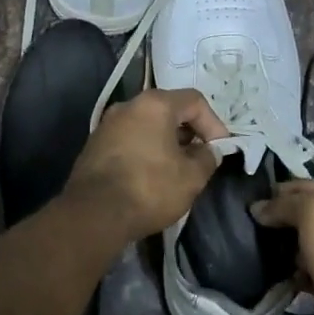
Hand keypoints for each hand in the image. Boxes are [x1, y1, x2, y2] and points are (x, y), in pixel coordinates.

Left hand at [63, 88, 227, 246]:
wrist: (94, 214)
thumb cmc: (149, 188)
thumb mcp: (192, 177)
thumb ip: (207, 158)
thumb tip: (208, 151)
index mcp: (154, 104)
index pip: (194, 101)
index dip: (213, 123)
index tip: (219, 149)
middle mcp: (128, 106)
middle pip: (168, 109)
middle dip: (189, 132)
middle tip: (200, 158)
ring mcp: (106, 125)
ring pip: (146, 125)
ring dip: (166, 142)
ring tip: (176, 169)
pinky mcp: (94, 145)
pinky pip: (129, 140)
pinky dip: (145, 150)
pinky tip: (150, 175)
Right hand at [250, 180, 313, 314]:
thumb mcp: (313, 211)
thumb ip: (283, 204)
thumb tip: (257, 209)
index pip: (313, 185)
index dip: (284, 191)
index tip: (256, 200)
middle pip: (310, 214)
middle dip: (284, 219)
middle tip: (255, 225)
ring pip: (307, 242)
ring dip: (287, 247)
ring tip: (264, 249)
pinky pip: (308, 269)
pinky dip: (294, 271)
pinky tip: (279, 272)